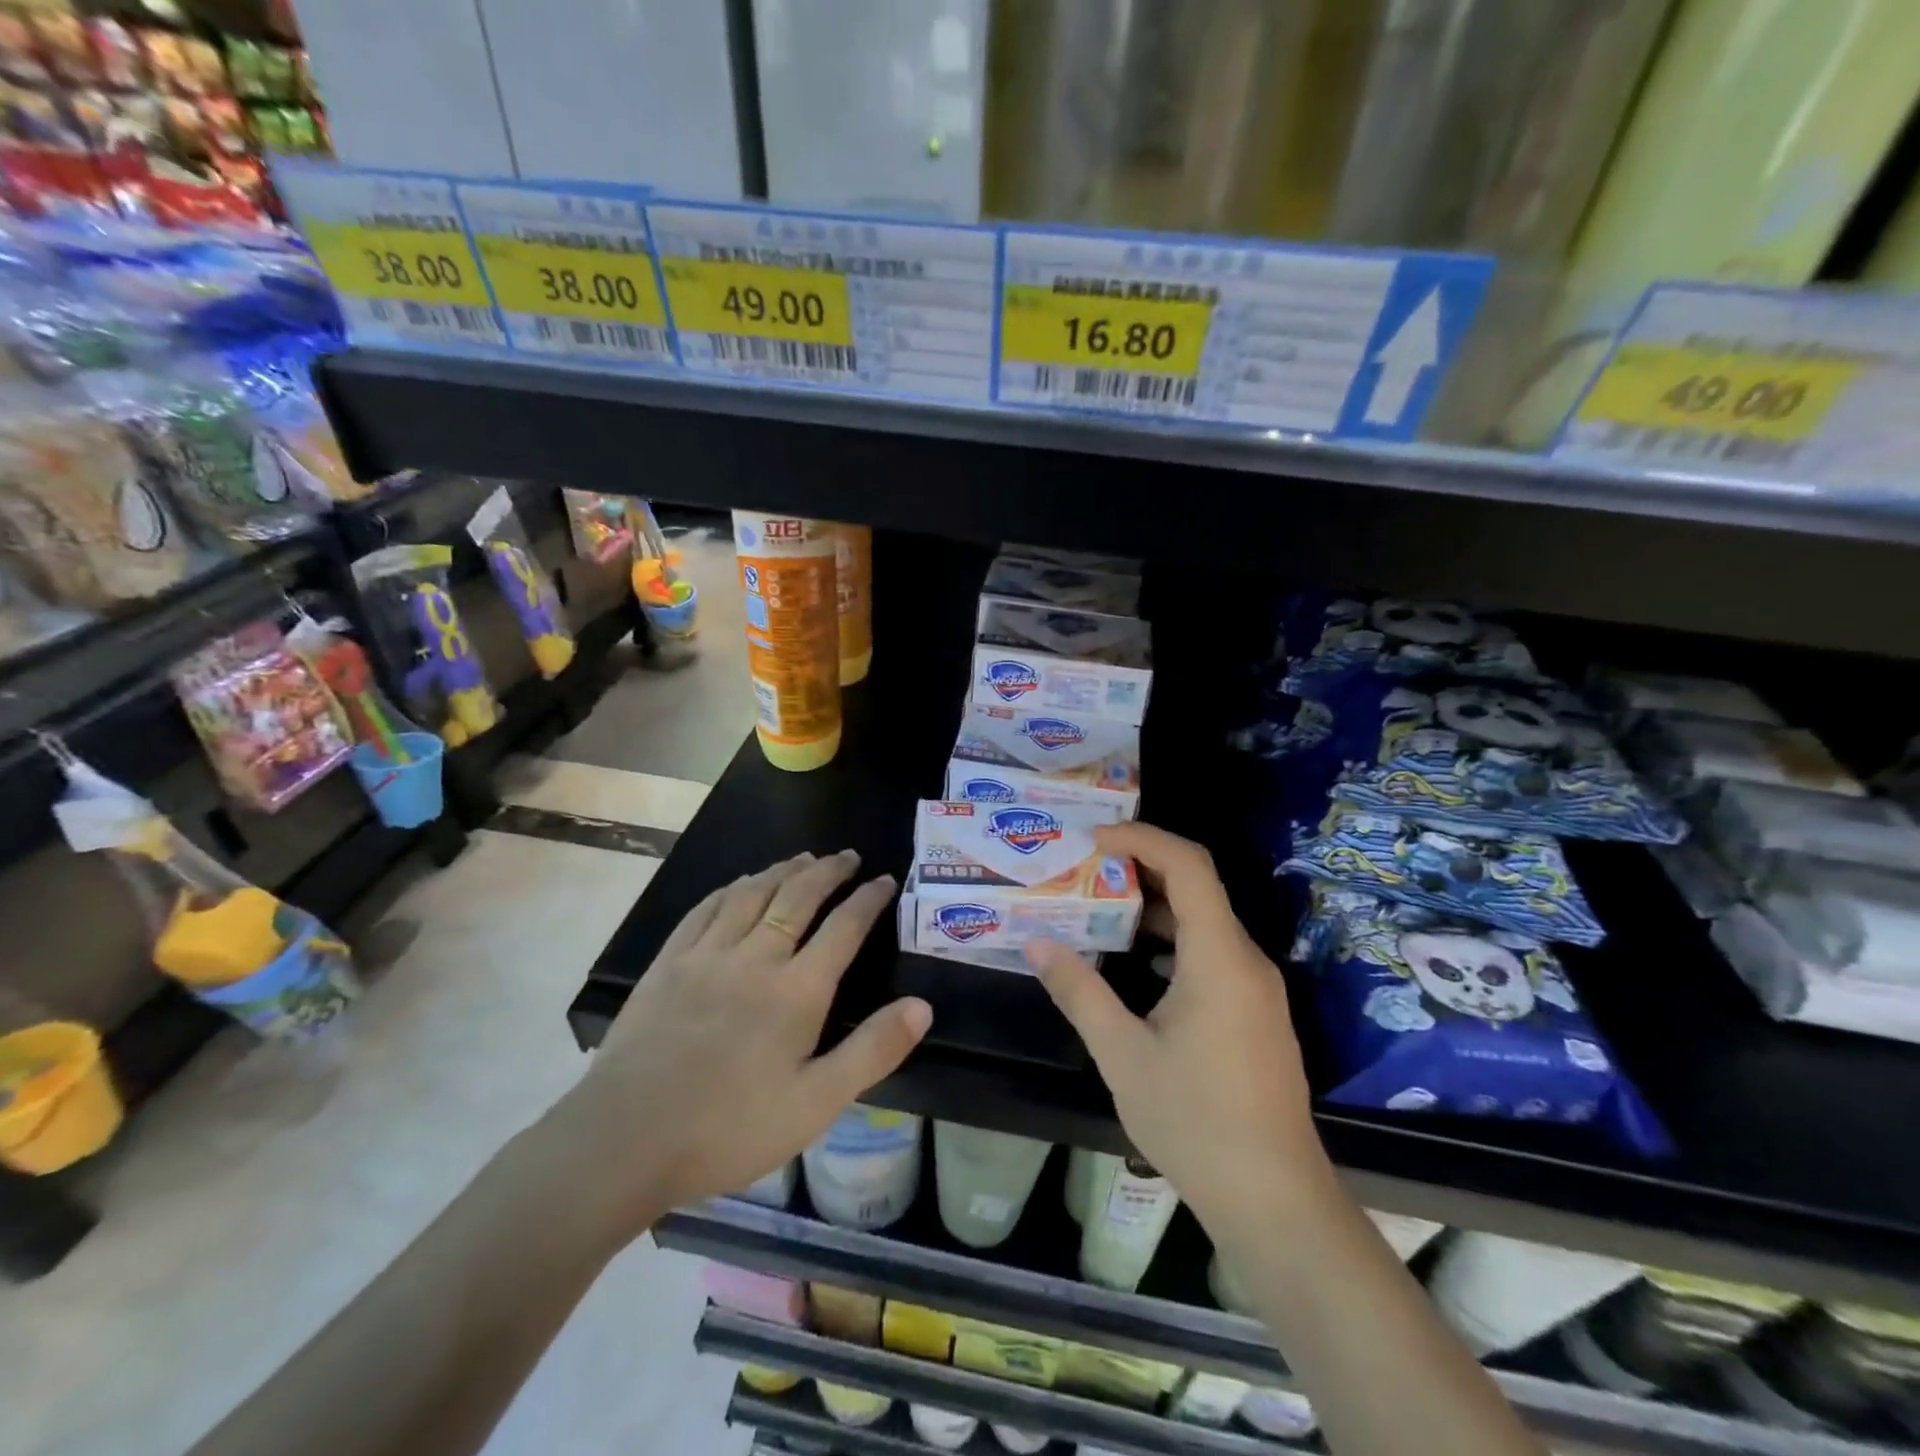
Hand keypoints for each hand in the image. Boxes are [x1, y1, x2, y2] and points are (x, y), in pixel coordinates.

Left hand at [552, 851, 929, 1245]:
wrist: (624, 1140)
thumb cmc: (729, 1128)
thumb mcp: (816, 1104)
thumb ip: (872, 1051)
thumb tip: (923, 1006)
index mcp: (797, 990)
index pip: (843, 927)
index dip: (868, 899)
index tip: (886, 879)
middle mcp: (756, 957)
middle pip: (798, 896)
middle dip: (829, 871)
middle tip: (848, 855)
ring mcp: (707, 955)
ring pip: (752, 893)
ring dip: (783, 870)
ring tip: (804, 858)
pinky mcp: (668, 963)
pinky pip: (705, 909)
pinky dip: (731, 888)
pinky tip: (740, 883)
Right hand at [1025, 824, 1325, 1231]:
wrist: (1274, 1200)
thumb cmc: (1195, 1121)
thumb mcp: (1122, 1054)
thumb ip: (1079, 992)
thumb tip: (1037, 944)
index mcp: (1219, 957)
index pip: (1188, 865)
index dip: (1141, 838)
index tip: (1093, 839)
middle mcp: (1245, 959)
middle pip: (1197, 887)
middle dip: (1139, 868)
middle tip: (1083, 868)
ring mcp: (1255, 987)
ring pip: (1203, 922)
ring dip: (1152, 907)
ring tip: (1097, 906)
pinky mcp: (1253, 1012)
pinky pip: (1210, 953)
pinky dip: (1170, 941)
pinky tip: (1132, 962)